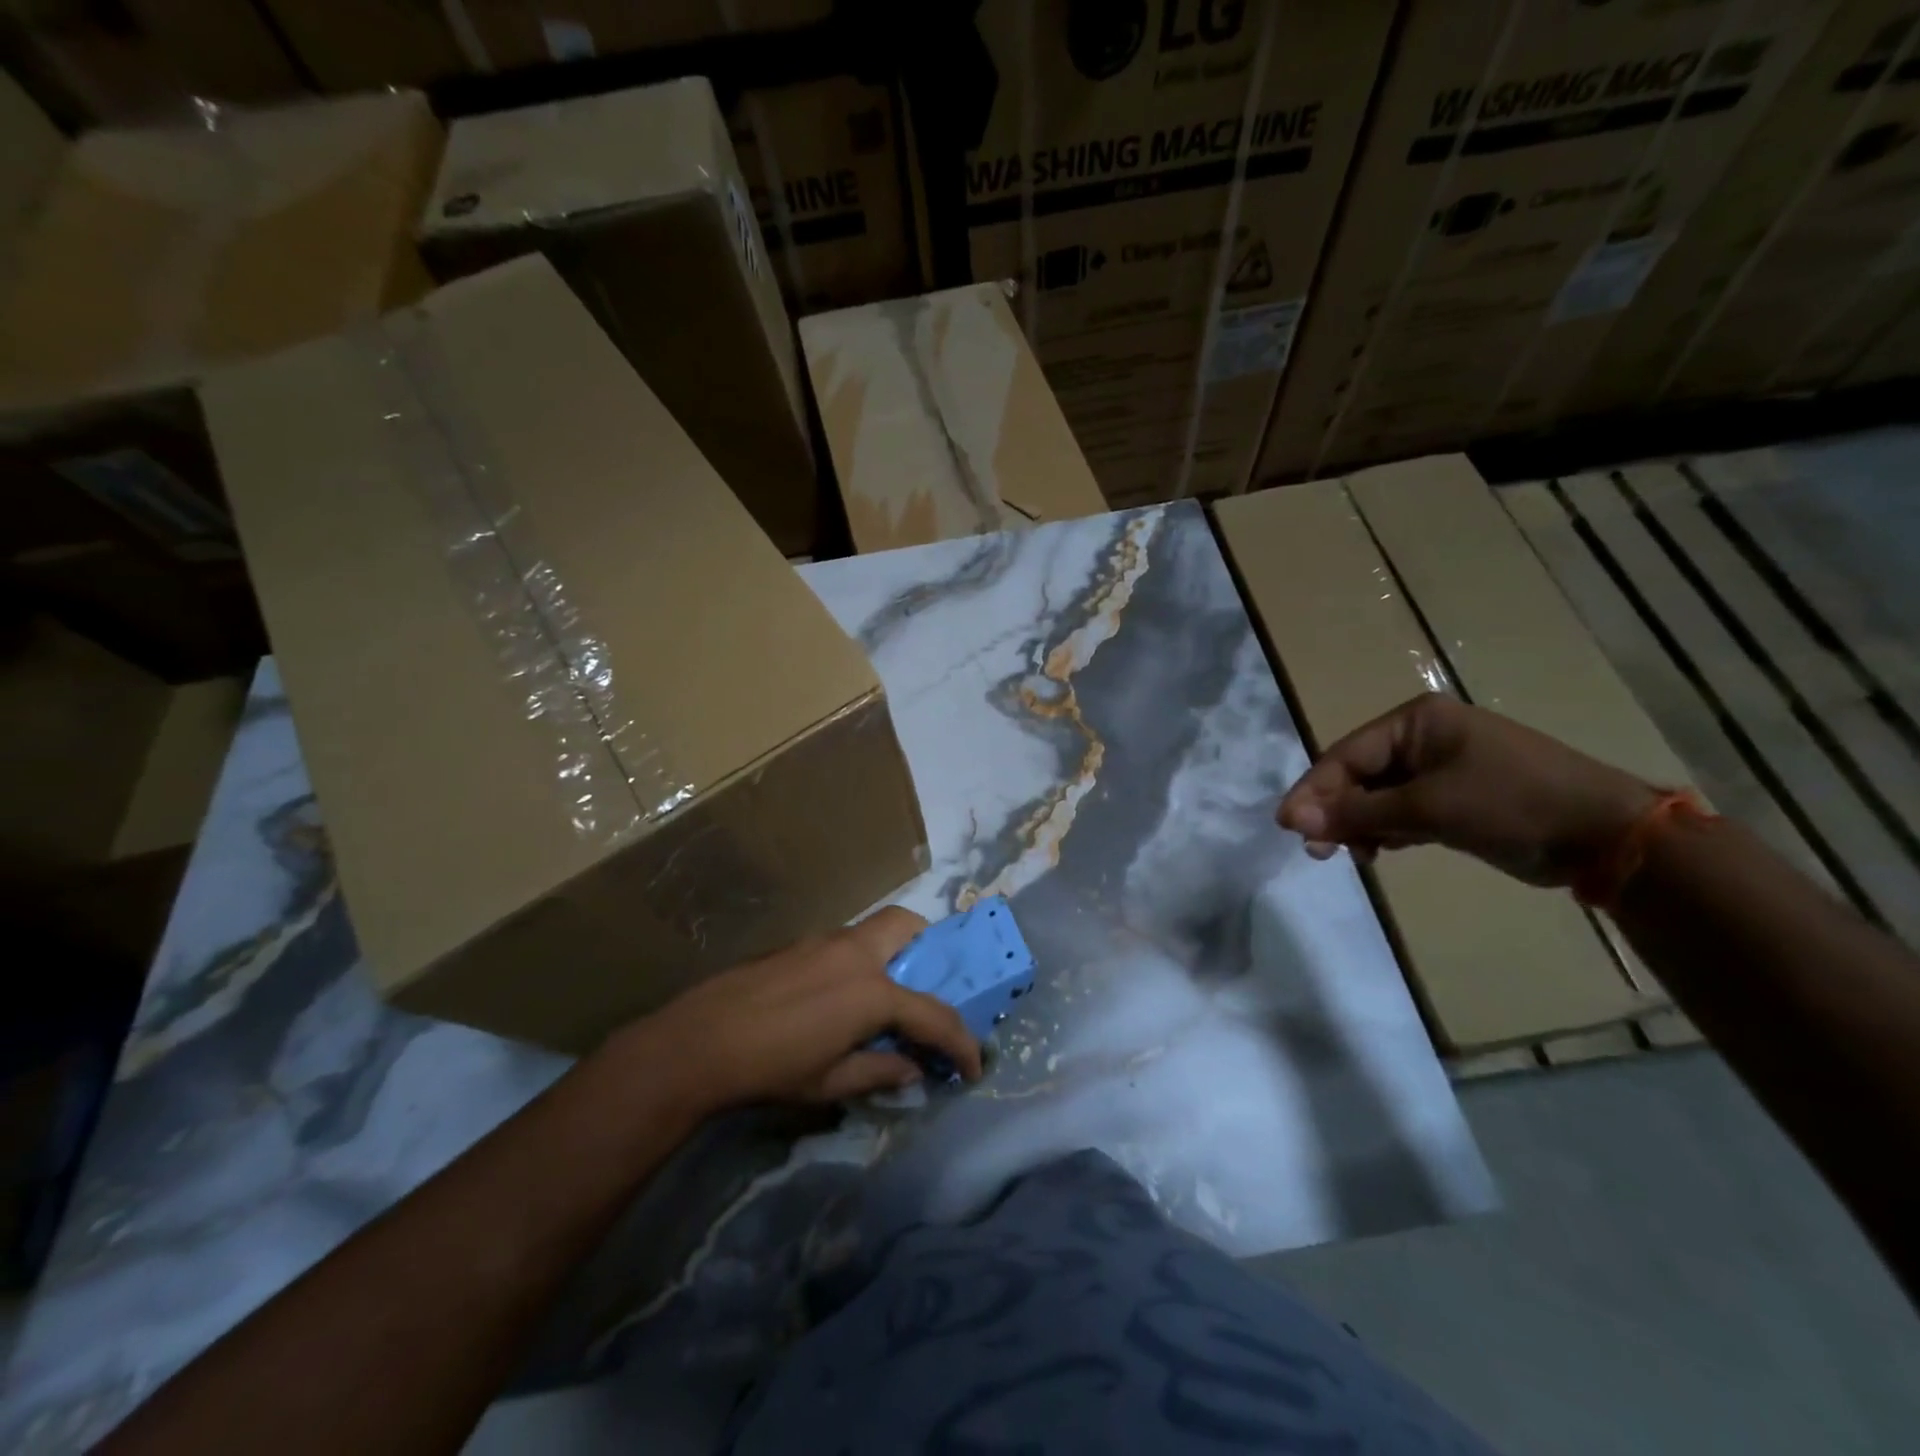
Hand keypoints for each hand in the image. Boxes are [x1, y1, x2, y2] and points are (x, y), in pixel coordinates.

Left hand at [625, 906, 982, 1114]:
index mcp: (872, 991)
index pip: (934, 1013)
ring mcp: (824, 941)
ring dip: (893, 951)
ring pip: (874, 928)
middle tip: (928, 984)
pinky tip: (838, 996)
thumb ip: (880, 1072)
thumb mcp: (830, 1082)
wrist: (699, 1041)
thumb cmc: (771, 1068)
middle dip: (930, 948)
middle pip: (908, 925)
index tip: (973, 1065)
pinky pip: (845, 941)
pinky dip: (861, 959)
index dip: (961, 1041)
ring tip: (883, 995)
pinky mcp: (799, 943)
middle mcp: (855, 953)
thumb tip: (914, 1070)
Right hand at [1276, 693, 1656, 886]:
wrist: (1606, 836)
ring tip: (1355, 856)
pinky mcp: (1454, 799)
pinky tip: (1381, 851)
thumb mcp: (1426, 807)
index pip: (1346, 755)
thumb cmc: (1511, 803)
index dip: (1314, 790)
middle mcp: (1423, 738)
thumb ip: (1356, 812)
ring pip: (1377, 796)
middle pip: (1357, 775)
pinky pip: (1401, 811)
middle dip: (1336, 812)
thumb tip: (1291, 819)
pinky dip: (1386, 831)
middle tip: (1318, 851)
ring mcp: (1440, 769)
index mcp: (1416, 721)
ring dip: (1359, 825)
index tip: (1287, 826)